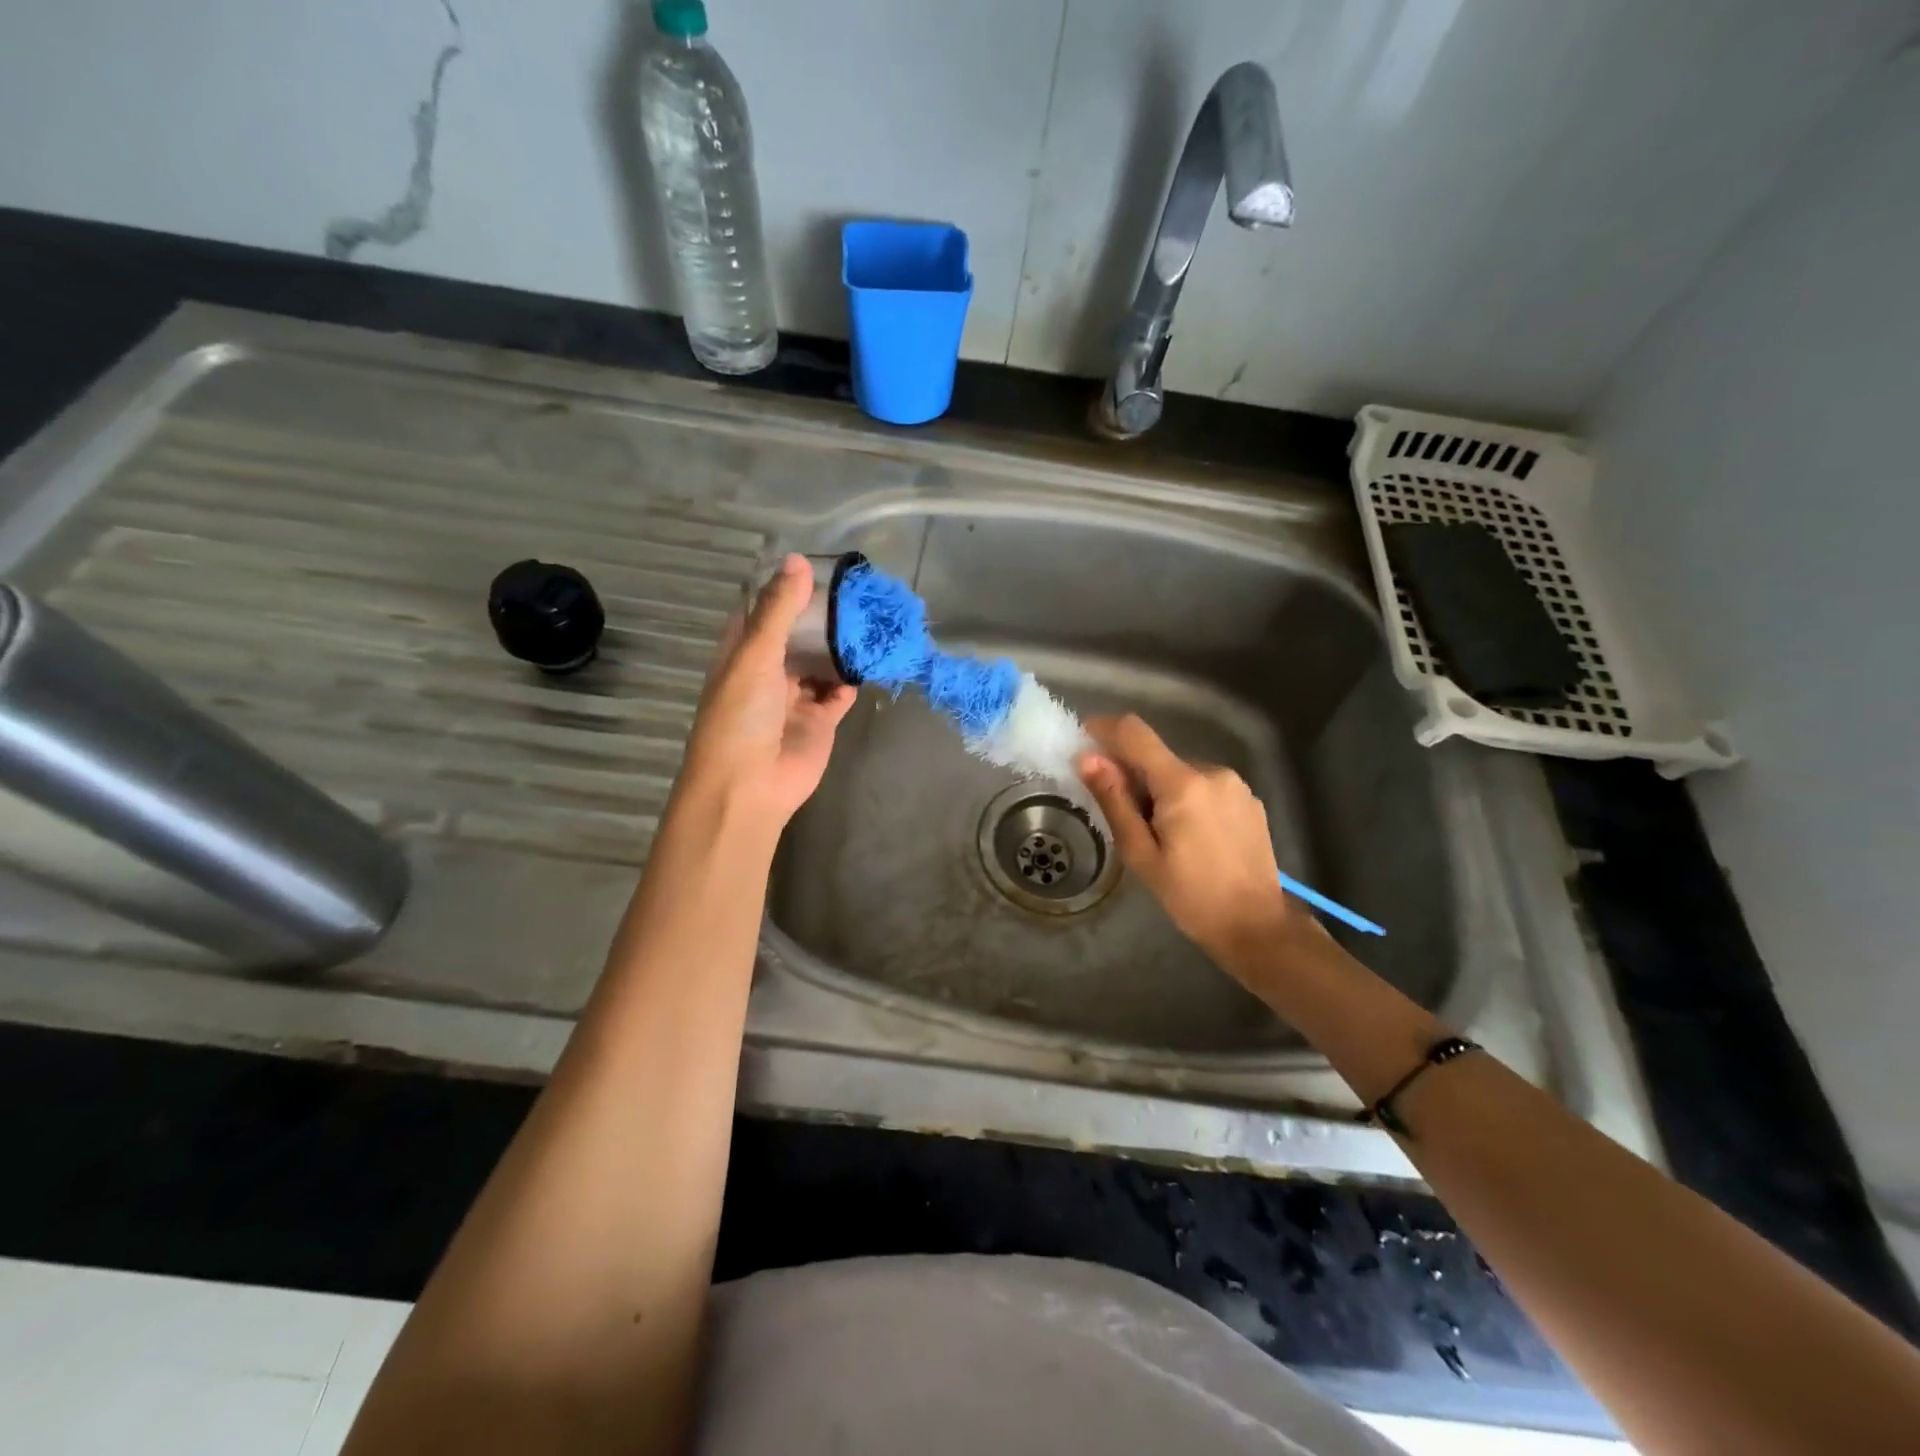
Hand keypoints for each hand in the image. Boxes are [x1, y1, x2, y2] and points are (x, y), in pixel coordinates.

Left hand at [674, 554, 856, 836]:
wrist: (750, 787)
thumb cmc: (741, 717)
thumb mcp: (755, 656)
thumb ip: (779, 611)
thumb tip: (799, 560)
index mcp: (741, 653)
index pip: (760, 610)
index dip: (782, 587)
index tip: (814, 563)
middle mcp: (767, 671)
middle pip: (796, 634)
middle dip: (820, 614)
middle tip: (854, 587)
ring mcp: (795, 697)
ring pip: (820, 662)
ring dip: (839, 644)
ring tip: (868, 615)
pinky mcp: (820, 721)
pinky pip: (839, 692)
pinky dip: (852, 678)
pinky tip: (870, 657)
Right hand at [1076, 714, 1301, 973]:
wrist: (1257, 926)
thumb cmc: (1191, 896)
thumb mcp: (1141, 854)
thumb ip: (1114, 801)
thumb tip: (1087, 759)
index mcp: (1182, 783)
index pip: (1135, 733)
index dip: (1104, 729)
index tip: (1083, 742)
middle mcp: (1212, 771)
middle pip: (1157, 757)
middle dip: (1133, 777)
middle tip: (1128, 822)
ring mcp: (1235, 784)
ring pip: (1180, 773)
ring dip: (1161, 791)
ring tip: (1163, 837)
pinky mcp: (1249, 800)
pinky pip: (1204, 787)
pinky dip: (1187, 800)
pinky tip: (1192, 839)